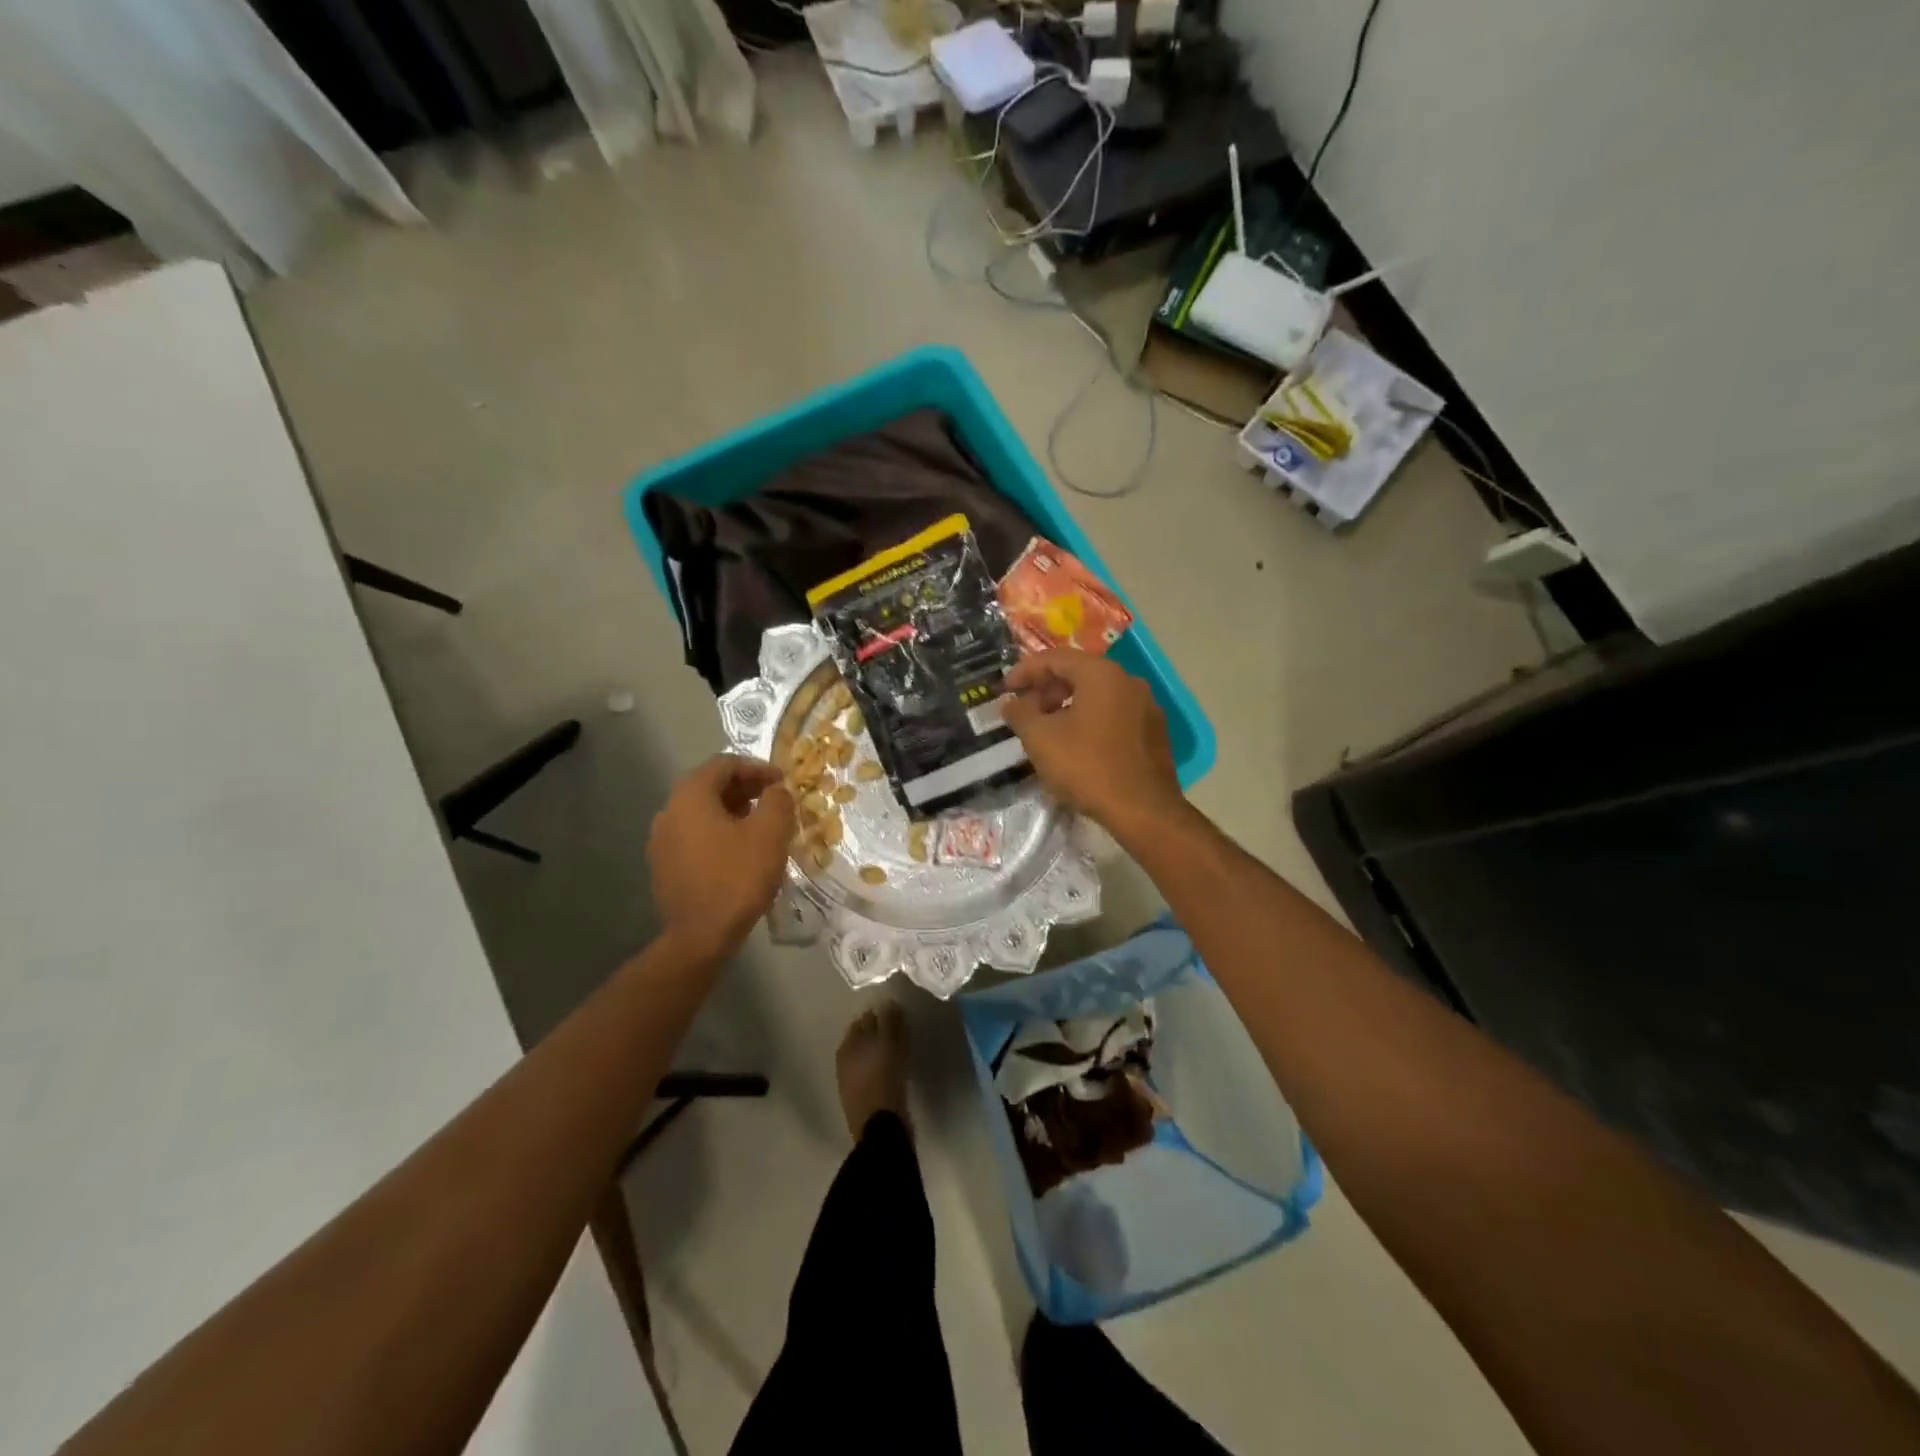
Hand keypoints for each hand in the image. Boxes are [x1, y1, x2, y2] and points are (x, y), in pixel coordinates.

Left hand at [647, 756, 795, 960]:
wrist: (700, 936)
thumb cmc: (737, 877)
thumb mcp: (770, 833)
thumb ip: (777, 801)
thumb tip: (776, 790)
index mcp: (690, 796)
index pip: (724, 764)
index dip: (757, 768)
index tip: (782, 781)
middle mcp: (668, 811)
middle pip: (709, 786)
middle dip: (745, 789)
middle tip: (774, 801)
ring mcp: (661, 841)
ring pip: (701, 813)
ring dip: (733, 811)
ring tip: (761, 826)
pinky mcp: (664, 867)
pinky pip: (694, 836)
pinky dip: (718, 833)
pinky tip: (740, 852)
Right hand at [1000, 650, 1184, 838]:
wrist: (1143, 810)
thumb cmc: (1087, 767)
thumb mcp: (1040, 739)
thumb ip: (1020, 713)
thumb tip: (1012, 703)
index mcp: (1102, 674)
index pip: (1056, 658)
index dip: (1025, 671)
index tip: (1005, 689)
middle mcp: (1129, 681)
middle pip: (1080, 674)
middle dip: (1047, 689)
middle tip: (1026, 711)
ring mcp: (1147, 707)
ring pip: (1098, 695)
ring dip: (1068, 706)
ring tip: (1048, 731)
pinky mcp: (1155, 732)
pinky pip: (1115, 715)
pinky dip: (1091, 720)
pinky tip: (1078, 746)